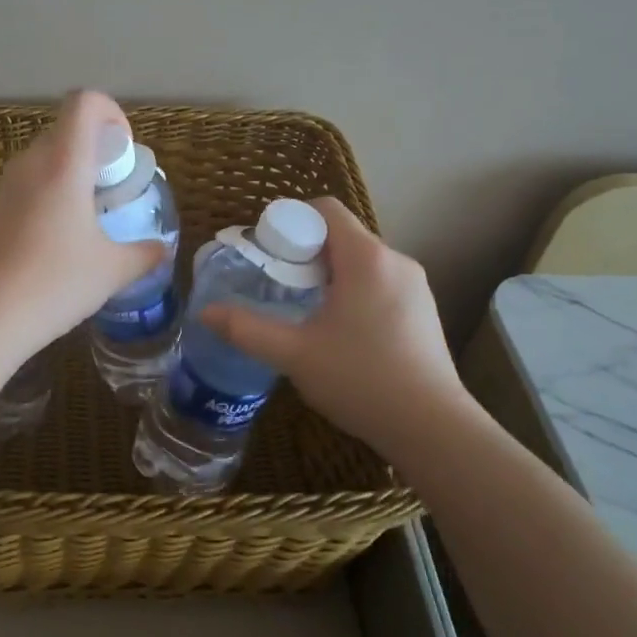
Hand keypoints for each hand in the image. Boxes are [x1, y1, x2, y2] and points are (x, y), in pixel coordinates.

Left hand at [0, 90, 165, 352]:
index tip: (123, 153)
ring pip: (43, 160)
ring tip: (87, 220)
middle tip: (112, 191)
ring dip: (70, 175)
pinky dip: (47, 197)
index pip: (84, 102)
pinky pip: (26, 187)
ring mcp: (4, 187)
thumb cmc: (54, 284)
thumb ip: (144, 254)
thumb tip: (161, 249)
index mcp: (63, 163)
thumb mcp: (112, 271)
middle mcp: (29, 164)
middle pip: (65, 131)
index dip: (111, 113)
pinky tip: (55, 244)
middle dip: (94, 151)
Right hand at [200, 197, 468, 457]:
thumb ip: (246, 329)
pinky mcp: (425, 310)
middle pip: (342, 235)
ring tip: (304, 310)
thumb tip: (204, 313)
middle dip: (305, 252)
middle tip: (276, 286)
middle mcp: (396, 260)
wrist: (432, 427)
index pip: (326, 209)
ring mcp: (416, 286)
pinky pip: (380, 282)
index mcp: (366, 258)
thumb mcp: (294, 354)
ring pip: (361, 261)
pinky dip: (354, 291)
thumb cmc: (360, 379)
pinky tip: (340, 331)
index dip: (291, 221)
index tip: (268, 253)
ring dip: (329, 274)